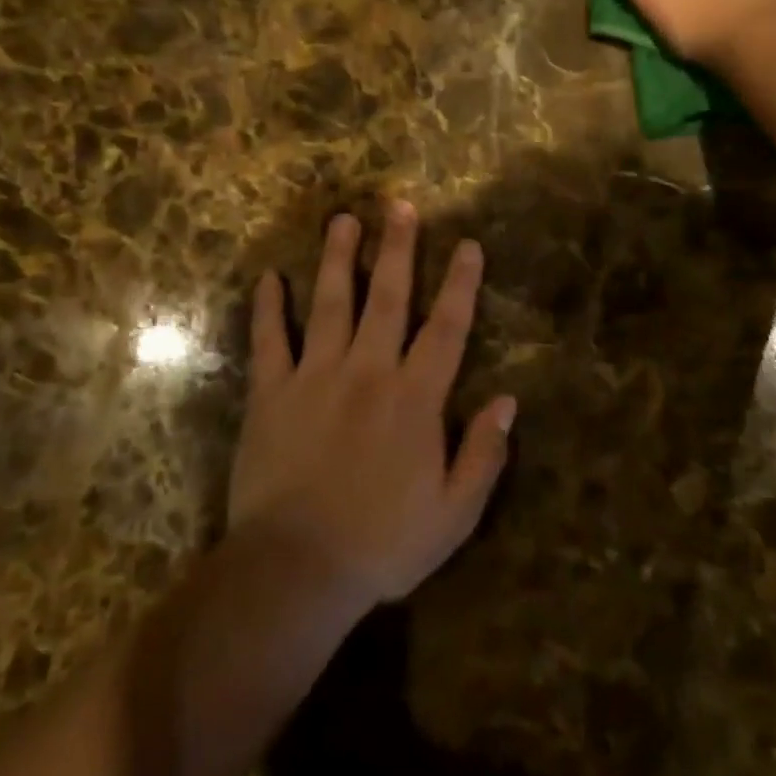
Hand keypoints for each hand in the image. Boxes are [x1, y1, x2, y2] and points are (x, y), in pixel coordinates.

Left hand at [226, 203, 515, 608]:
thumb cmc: (383, 544)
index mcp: (415, 398)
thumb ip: (484, 454)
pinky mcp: (271, 393)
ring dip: (339, 258)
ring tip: (343, 219)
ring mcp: (315, 377)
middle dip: (399, 248)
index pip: (446, 328)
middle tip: (400, 205)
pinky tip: (269, 278)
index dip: (461, 284)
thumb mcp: (454, 513)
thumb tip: (508, 401)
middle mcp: (368, 371)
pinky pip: (269, 340)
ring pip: (331, 303)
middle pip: (388, 297)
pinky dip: (268, 308)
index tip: (468, 245)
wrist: (297, 569)